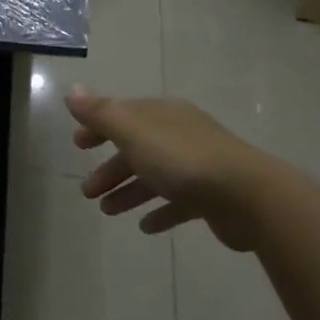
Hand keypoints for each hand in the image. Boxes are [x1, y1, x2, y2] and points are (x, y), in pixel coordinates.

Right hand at [67, 88, 268, 249]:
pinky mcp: (211, 197)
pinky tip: (145, 227)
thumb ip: (101, 114)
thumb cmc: (183, 160)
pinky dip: (160, 212)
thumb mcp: (134, 132)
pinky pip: (178, 203)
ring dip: (129, 193)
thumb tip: (73, 91)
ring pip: (155, 177)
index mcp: (163, 115)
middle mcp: (181, 135)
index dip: (98, 127)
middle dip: (111, 169)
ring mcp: (198, 166)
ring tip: (108, 212)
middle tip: (88, 192)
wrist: (247, 196)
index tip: (78, 146)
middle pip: (138, 149)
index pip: (124, 115)